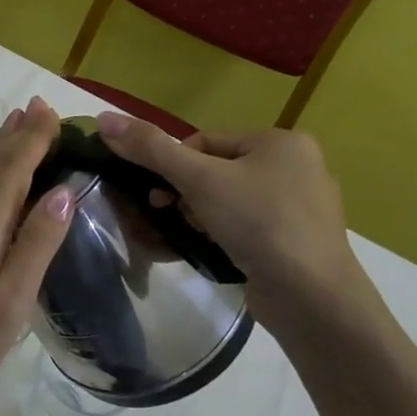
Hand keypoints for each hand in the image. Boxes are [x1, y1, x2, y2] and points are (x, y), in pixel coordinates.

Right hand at [94, 113, 373, 338]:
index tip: (159, 194)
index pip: (205, 142)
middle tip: (169, 215)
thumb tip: (104, 117)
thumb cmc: (258, 223)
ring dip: (199, 216)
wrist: (312, 299)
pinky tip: (210, 251)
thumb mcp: (199, 179)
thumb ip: (150, 148)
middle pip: (215, 171)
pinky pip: (246, 227)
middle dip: (185, 194)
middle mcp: (297, 168)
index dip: (174, 165)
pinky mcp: (296, 243)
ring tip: (190, 236)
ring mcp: (300, 208)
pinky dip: (222, 235)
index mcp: (281, 142)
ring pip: (228, 201)